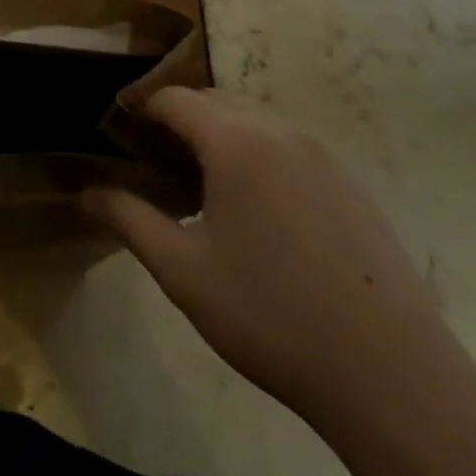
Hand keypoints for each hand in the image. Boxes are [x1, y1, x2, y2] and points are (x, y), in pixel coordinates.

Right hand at [84, 88, 473, 436]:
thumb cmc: (270, 316)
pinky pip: (289, 147)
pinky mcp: (351, 185)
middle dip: (177, 120)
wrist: (390, 376)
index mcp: (236, 142)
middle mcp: (281, 133)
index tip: (117, 138)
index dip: (139, 110)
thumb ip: (128, 218)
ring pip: (255, 121)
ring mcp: (324, 157)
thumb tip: (84, 192)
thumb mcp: (182, 270)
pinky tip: (257, 213)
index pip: (174, 99)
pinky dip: (257, 155)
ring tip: (200, 188)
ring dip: (218, 135)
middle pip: (214, 100)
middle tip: (153, 166)